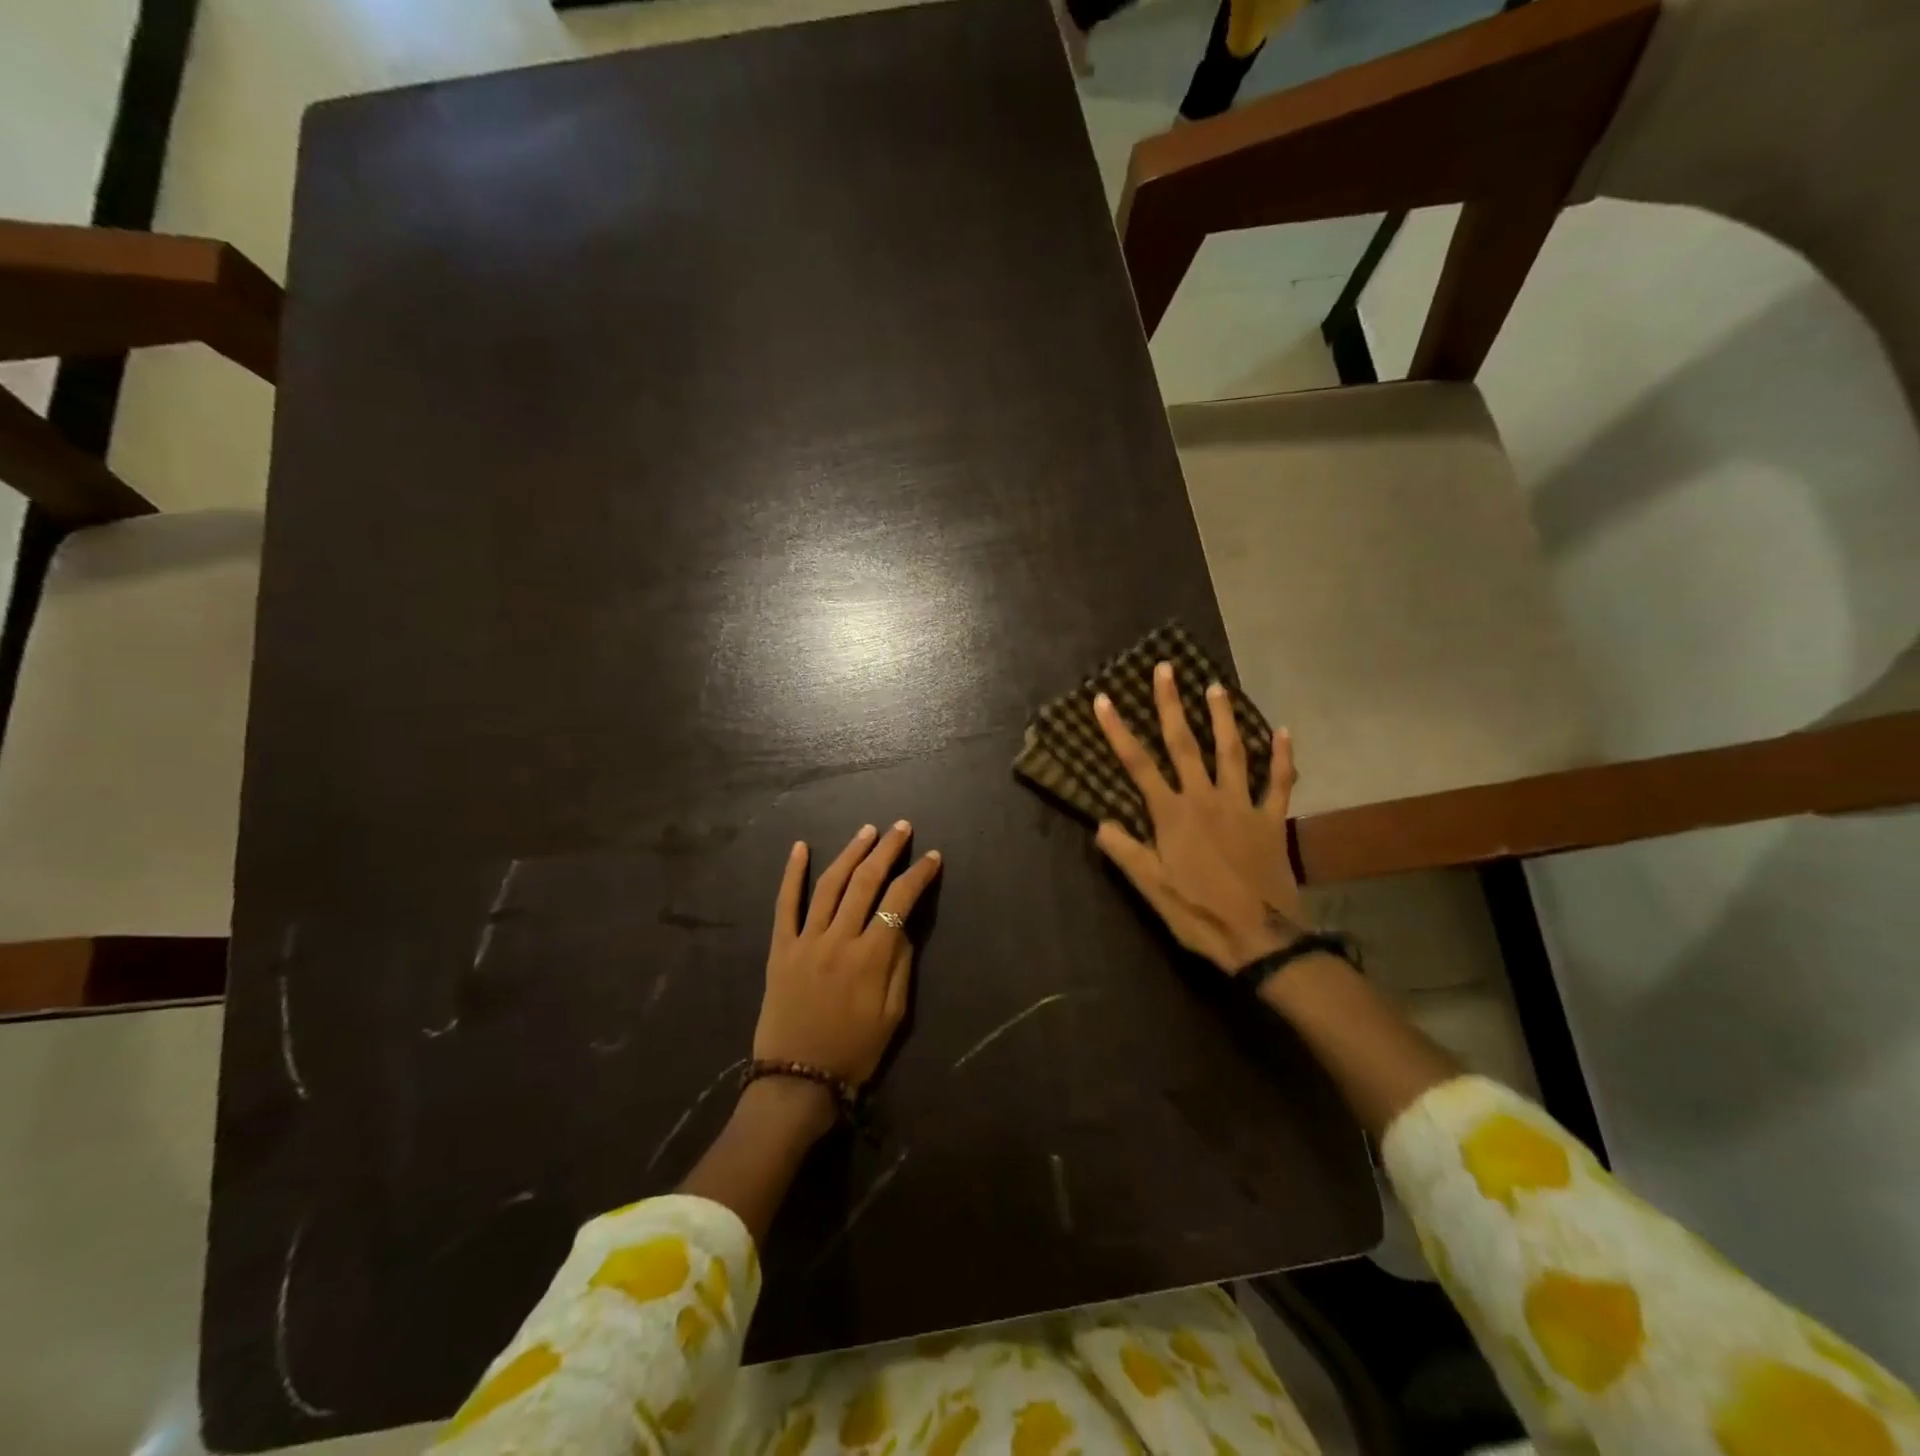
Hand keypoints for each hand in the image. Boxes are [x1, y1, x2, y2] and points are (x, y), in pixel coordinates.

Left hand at [755, 821, 941, 1086]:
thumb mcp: (894, 1016)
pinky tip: (801, 847)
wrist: (797, 1080)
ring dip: (850, 853)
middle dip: (887, 850)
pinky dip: (792, 874)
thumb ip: (901, 965)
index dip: (918, 875)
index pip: (900, 901)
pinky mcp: (780, 948)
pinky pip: (784, 905)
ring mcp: (806, 940)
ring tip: (867, 831)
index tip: (932, 857)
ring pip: (830, 884)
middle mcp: (839, 939)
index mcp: (871, 957)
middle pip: (866, 882)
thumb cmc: (854, 1052)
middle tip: (901, 827)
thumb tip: (904, 927)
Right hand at [1092, 662, 1307, 972]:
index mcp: (1172, 815)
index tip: (1104, 699)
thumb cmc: (1198, 914)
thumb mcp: (1151, 889)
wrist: (1260, 938)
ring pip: (1231, 751)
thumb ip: (1126, 852)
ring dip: (1222, 717)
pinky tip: (1284, 731)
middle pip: (1185, 744)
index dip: (1118, 731)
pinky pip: (1279, 782)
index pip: (1138, 765)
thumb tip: (1099, 822)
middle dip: (1171, 704)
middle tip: (1166, 668)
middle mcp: (1205, 799)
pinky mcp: (1271, 819)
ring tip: (1215, 686)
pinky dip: (1283, 757)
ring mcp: (1242, 805)